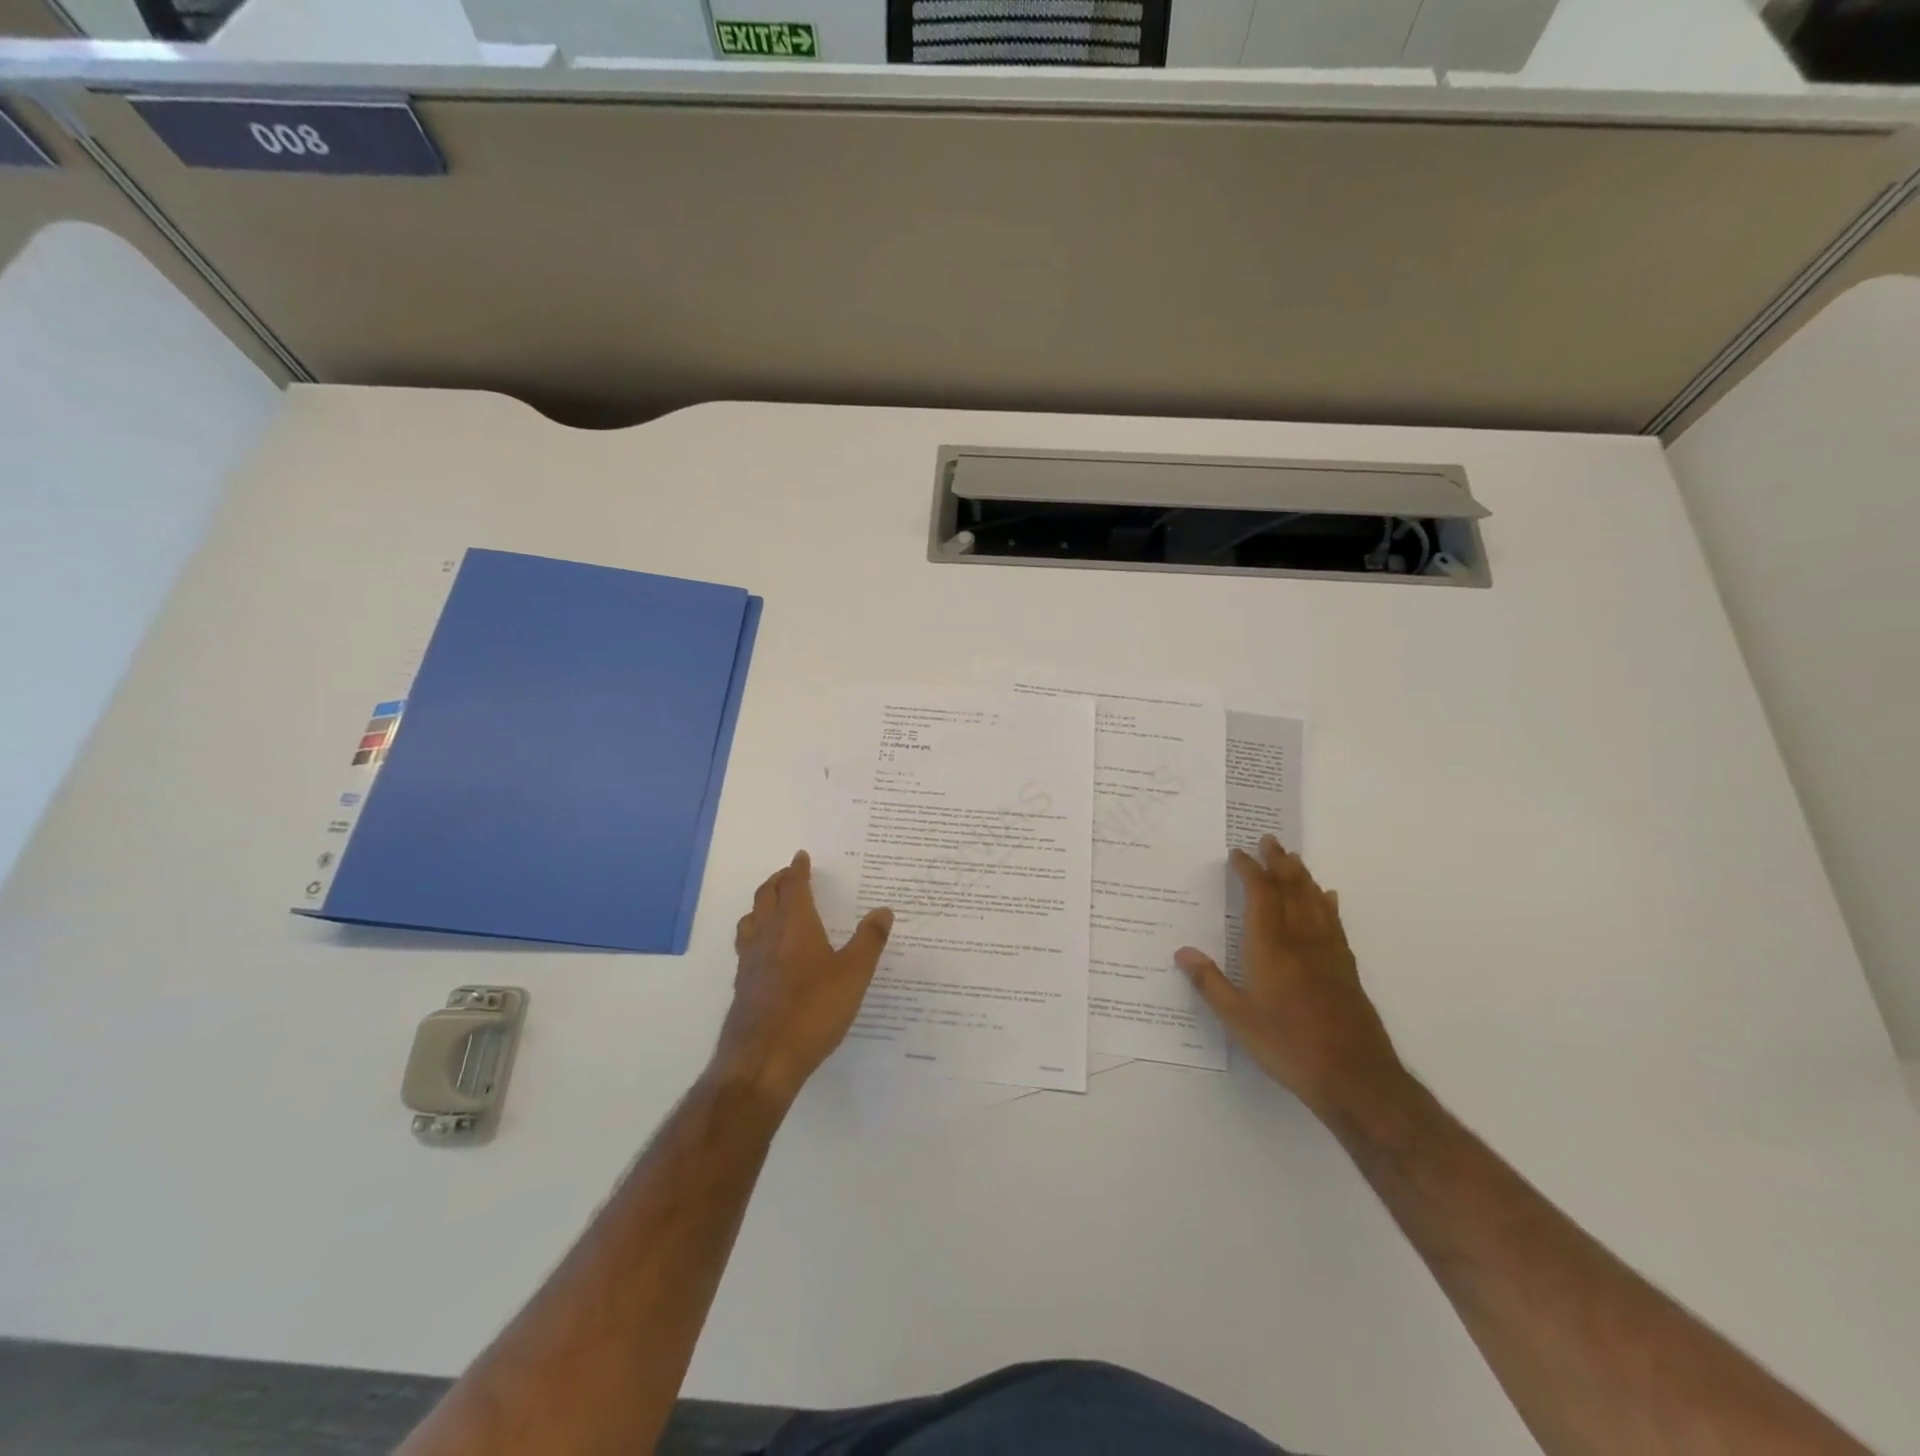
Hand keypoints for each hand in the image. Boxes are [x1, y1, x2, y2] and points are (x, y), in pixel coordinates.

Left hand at [715, 851, 893, 1104]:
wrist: (762, 1059)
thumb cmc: (812, 1010)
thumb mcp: (854, 974)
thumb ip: (869, 940)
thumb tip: (884, 910)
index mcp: (795, 925)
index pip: (794, 886)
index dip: (798, 869)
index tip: (801, 856)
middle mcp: (767, 936)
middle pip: (766, 897)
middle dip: (777, 882)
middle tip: (788, 875)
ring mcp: (749, 962)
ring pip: (750, 920)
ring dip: (761, 906)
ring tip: (771, 906)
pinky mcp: (743, 987)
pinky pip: (746, 947)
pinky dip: (755, 935)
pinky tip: (765, 953)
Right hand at [1176, 836, 1404, 1120]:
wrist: (1354, 1077)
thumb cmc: (1288, 1045)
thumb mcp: (1237, 1019)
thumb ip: (1210, 983)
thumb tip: (1182, 952)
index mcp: (1271, 948)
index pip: (1260, 896)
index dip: (1249, 871)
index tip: (1237, 853)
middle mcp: (1301, 941)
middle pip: (1292, 890)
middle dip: (1278, 863)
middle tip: (1269, 840)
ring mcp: (1328, 954)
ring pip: (1315, 902)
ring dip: (1303, 876)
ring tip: (1293, 858)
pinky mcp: (1346, 969)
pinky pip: (1335, 924)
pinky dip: (1328, 904)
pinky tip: (1328, 898)